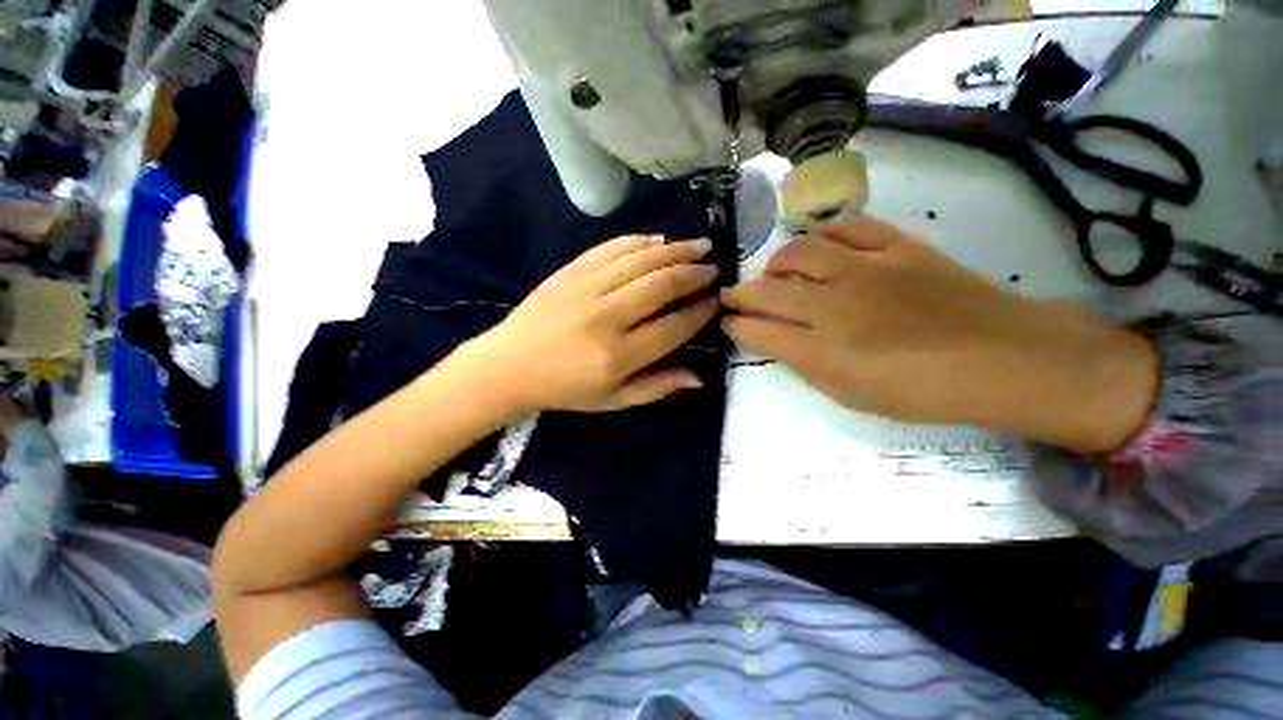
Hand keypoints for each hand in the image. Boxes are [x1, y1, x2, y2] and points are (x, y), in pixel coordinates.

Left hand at [465, 235, 718, 413]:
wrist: (509, 365)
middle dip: (694, 274)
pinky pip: (612, 247)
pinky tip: (659, 240)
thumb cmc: (565, 389)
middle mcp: (606, 317)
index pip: (673, 326)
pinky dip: (640, 241)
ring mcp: (586, 288)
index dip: (700, 312)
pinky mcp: (571, 271)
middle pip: (662, 285)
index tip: (716, 301)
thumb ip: (657, 387)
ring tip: (699, 246)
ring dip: (676, 250)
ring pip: (642, 260)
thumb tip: (700, 376)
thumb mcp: (613, 401)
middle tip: (713, 268)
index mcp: (618, 355)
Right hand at [721, 217, 1156, 451]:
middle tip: (732, 295)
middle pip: (766, 291)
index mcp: (822, 350)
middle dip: (739, 294)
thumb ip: (807, 365)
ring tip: (775, 272)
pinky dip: (825, 235)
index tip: (728, 323)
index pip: (757, 331)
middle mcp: (833, 305)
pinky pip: (849, 228)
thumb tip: (781, 341)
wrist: (1001, 358)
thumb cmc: (922, 391)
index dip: (735, 326)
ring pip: (799, 252)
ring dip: (776, 264)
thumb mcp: (851, 395)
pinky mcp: (897, 247)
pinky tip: (820, 246)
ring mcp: (865, 270)